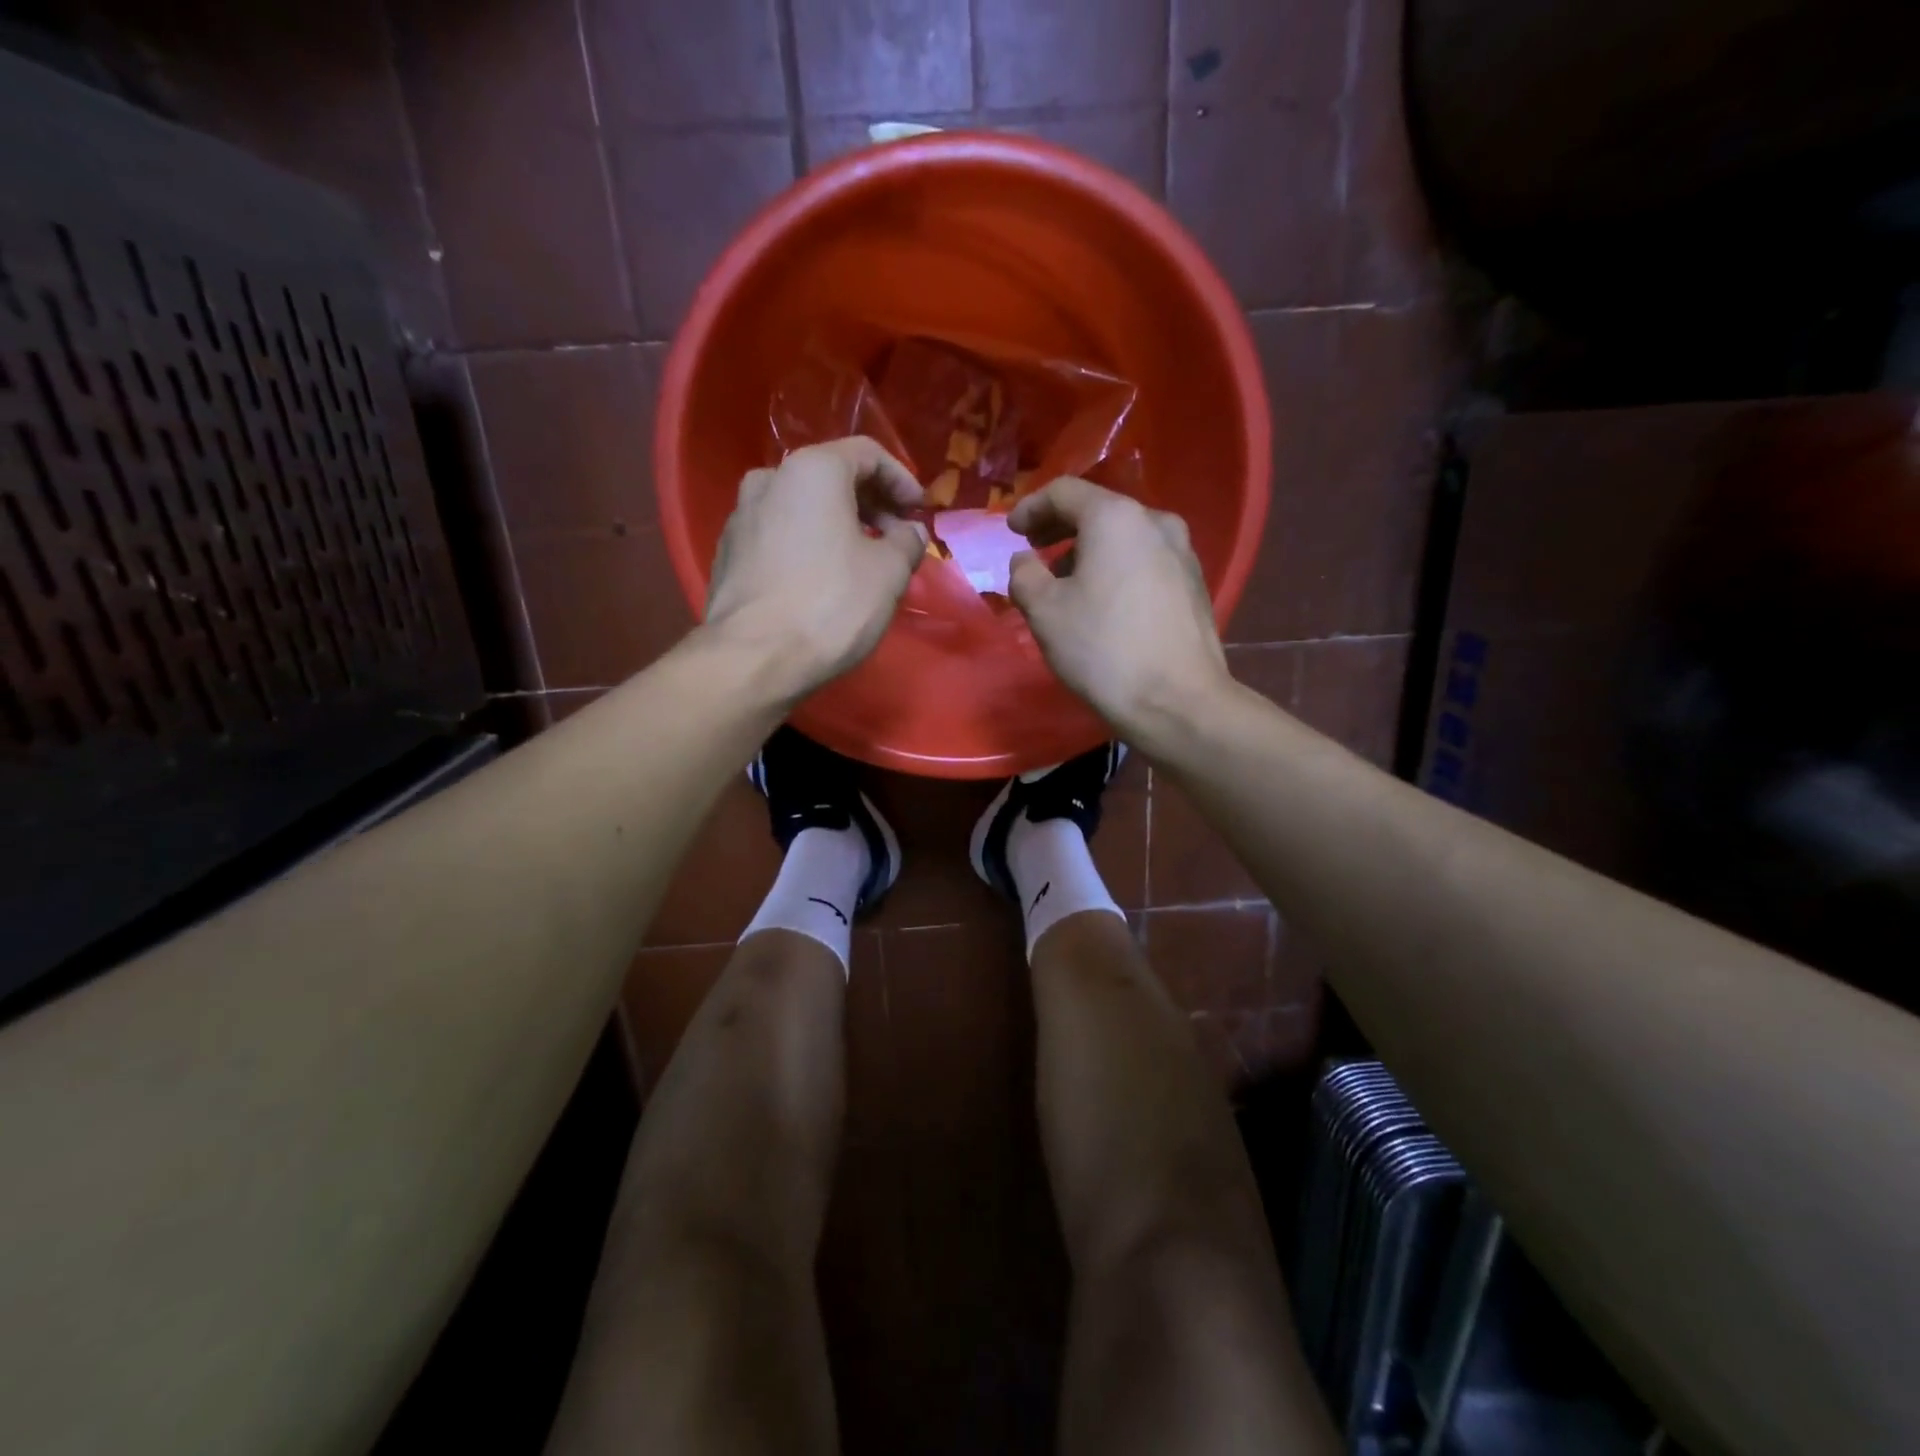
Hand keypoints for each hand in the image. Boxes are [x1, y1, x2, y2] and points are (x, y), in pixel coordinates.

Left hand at [704, 437, 927, 697]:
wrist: (753, 658)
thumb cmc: (831, 605)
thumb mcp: (889, 573)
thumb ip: (907, 542)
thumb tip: (908, 532)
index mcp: (812, 470)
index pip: (867, 454)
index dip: (901, 480)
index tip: (920, 512)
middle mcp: (769, 479)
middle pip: (831, 477)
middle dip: (871, 503)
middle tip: (897, 537)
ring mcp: (741, 516)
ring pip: (802, 507)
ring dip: (838, 525)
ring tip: (862, 560)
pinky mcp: (727, 553)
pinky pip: (779, 535)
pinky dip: (808, 544)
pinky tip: (823, 579)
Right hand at [1008, 477, 1231, 742]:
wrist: (1178, 701)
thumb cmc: (1103, 650)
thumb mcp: (1044, 611)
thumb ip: (1024, 574)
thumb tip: (1026, 561)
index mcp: (1116, 518)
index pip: (1065, 492)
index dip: (1031, 507)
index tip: (1011, 530)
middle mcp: (1156, 522)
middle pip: (1099, 511)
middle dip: (1060, 529)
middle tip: (1034, 550)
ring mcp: (1183, 553)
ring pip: (1124, 538)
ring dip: (1089, 552)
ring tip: (1066, 584)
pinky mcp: (1194, 585)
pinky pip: (1145, 562)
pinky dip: (1116, 569)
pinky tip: (1103, 601)